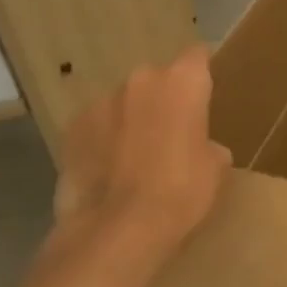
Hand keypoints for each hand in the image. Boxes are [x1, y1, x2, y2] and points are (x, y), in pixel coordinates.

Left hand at [54, 45, 230, 254]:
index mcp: (183, 81)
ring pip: (124, 102)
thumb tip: (200, 147)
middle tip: (171, 133)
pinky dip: (102, 139)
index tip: (204, 93)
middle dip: (163, 99)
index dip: (201, 72)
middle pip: (157, 79)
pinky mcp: (71, 129)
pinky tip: (108, 170)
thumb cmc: (181, 192)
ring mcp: (101, 102)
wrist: (116, 231)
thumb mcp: (215, 168)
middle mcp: (141, 80)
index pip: (197, 56)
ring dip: (130, 118)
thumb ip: (207, 142)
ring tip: (134, 156)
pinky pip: (95, 125)